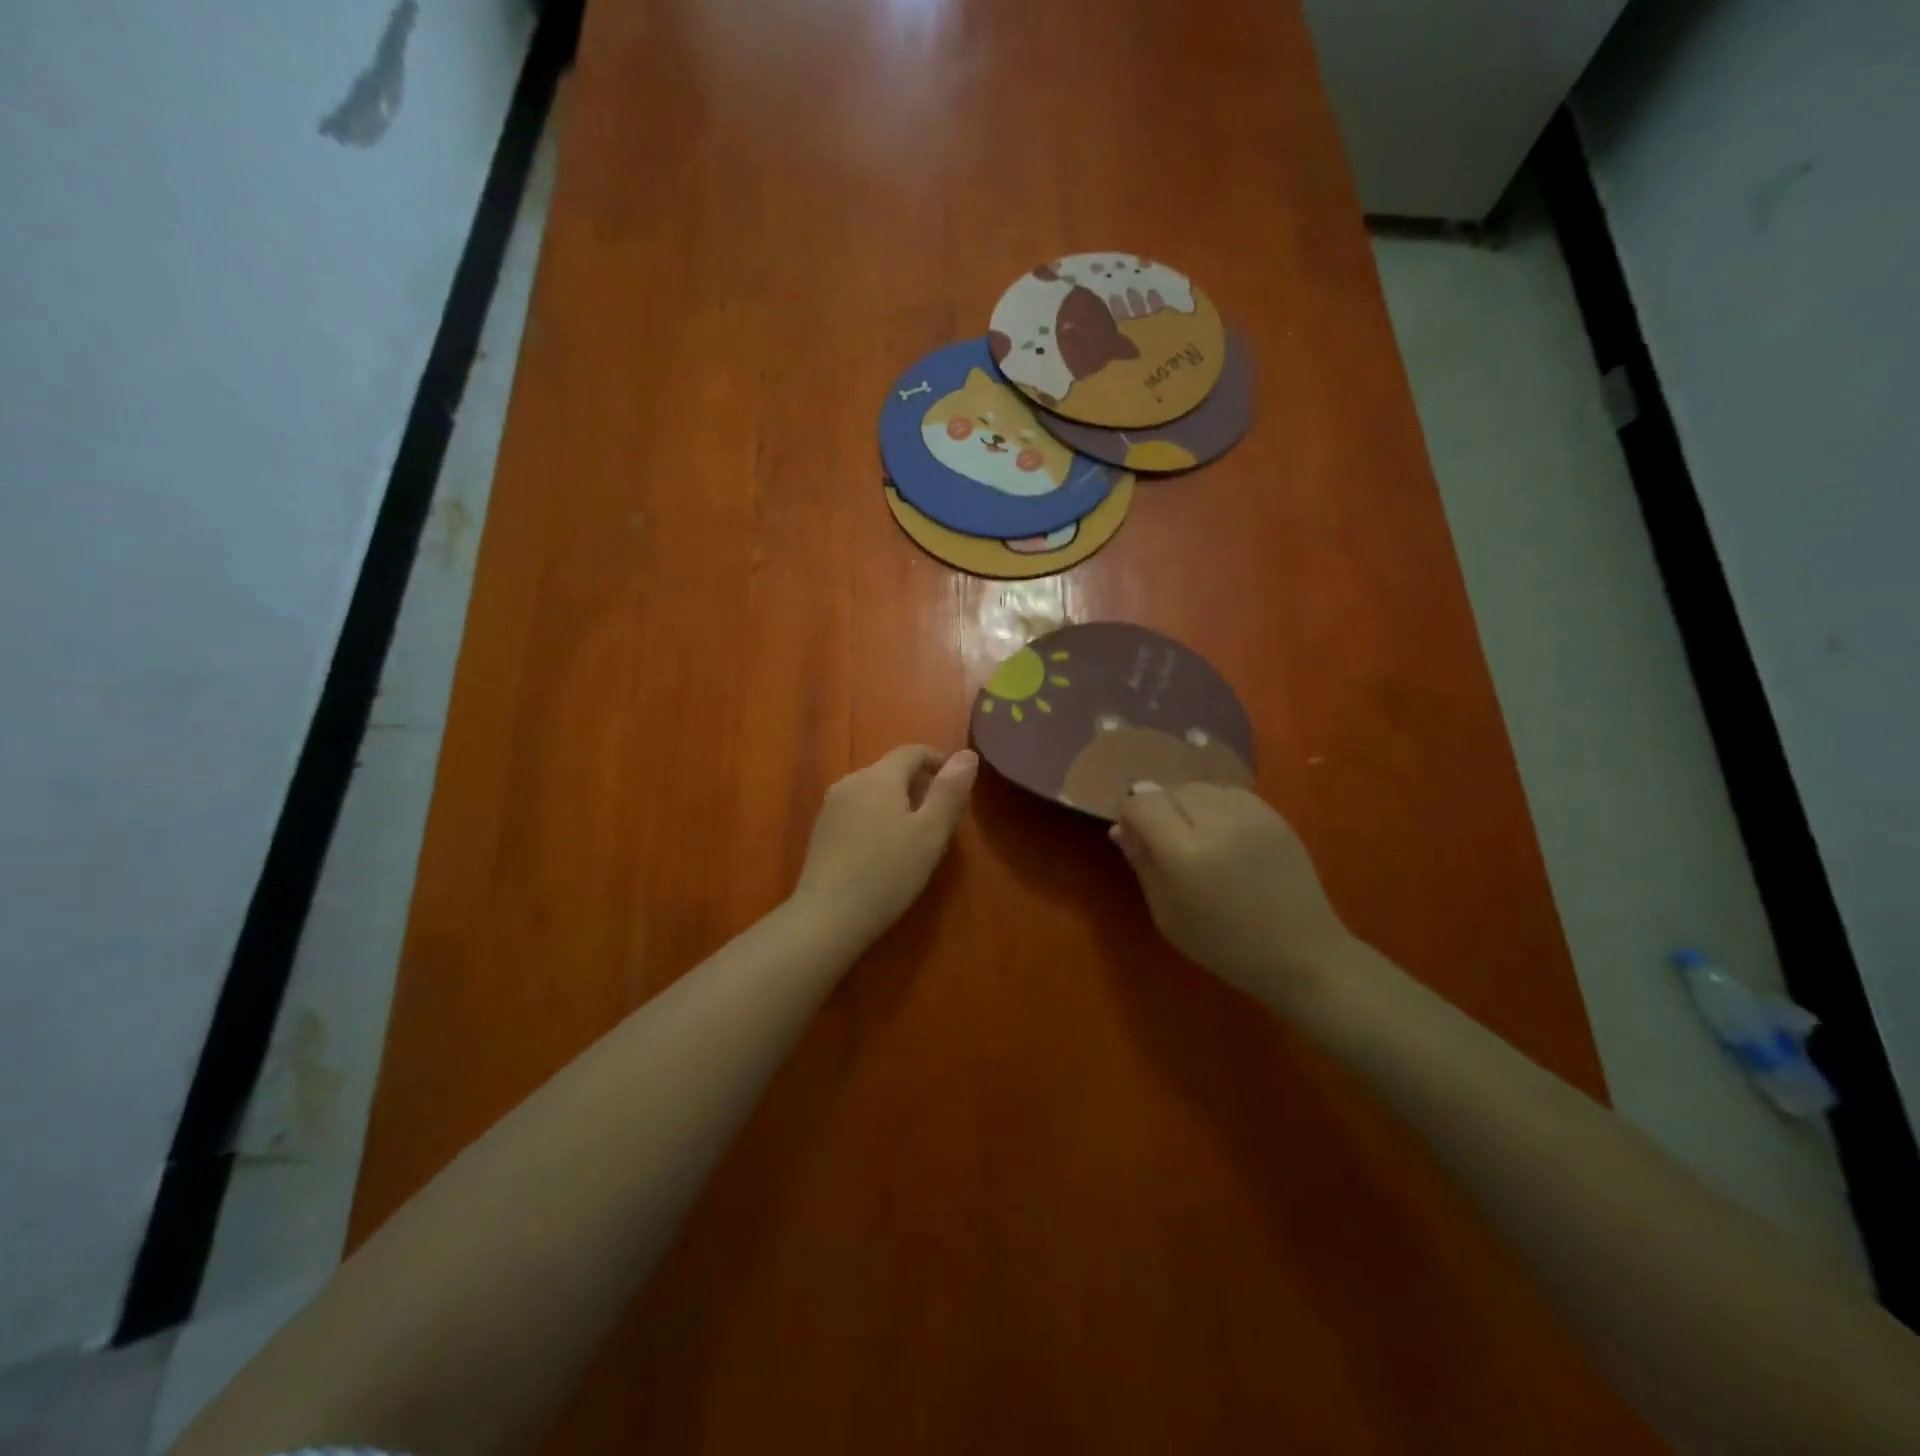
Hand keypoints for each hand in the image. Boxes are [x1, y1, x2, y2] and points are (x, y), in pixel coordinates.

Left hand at [793, 745, 976, 947]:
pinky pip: (858, 810)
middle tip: (943, 815)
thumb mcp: (931, 833)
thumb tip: (968, 754)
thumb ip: (950, 791)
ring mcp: (831, 806)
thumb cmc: (888, 873)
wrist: (827, 917)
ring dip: (899, 801)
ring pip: (873, 790)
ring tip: (917, 833)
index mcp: (879, 777)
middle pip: (891, 770)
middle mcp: (851, 781)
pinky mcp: (822, 830)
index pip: (912, 752)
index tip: (959, 782)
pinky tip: (886, 848)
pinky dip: (878, 816)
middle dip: (920, 783)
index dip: (938, 760)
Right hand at [1111, 783, 1353, 1006]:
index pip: (1142, 805)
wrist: (1301, 953)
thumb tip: (1120, 829)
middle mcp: (1217, 823)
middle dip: (1158, 808)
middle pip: (1170, 791)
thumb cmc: (1224, 944)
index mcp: (1185, 853)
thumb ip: (1142, 864)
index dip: (1130, 816)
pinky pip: (1229, 793)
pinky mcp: (1274, 814)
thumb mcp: (1167, 914)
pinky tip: (1220, 832)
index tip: (1132, 835)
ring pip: (1199, 787)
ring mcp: (1250, 815)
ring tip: (1192, 834)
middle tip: (1162, 839)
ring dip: (1186, 803)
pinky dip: (1214, 804)